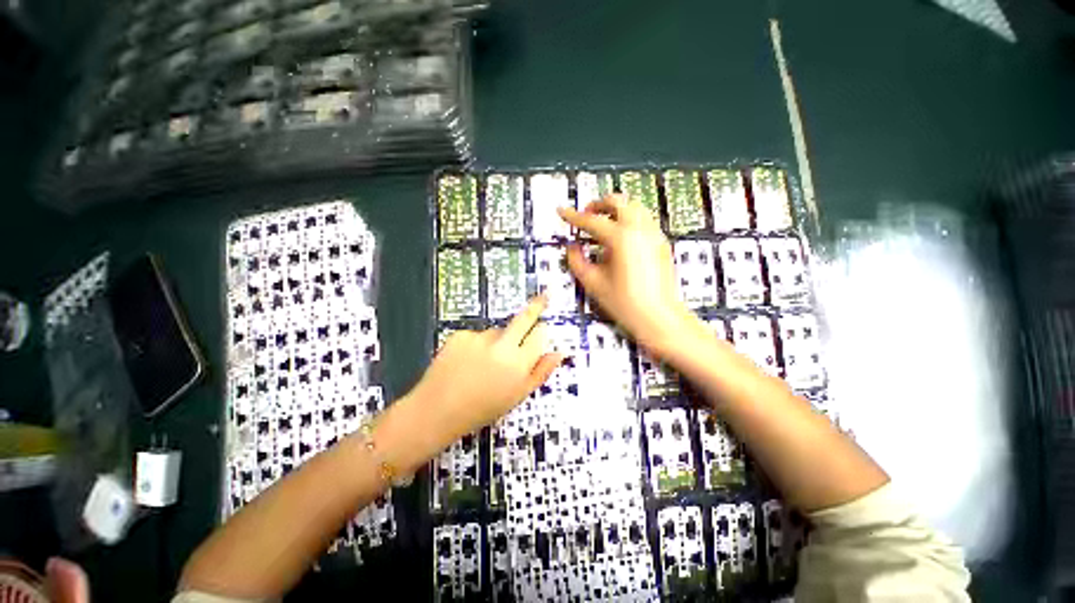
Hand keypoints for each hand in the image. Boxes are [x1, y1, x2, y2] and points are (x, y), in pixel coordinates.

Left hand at [411, 296, 561, 444]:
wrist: (436, 411)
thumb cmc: (482, 409)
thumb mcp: (517, 396)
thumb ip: (540, 372)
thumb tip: (558, 353)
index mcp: (518, 365)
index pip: (540, 334)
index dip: (542, 330)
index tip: (542, 326)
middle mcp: (501, 346)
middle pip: (524, 318)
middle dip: (536, 306)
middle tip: (544, 296)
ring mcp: (479, 338)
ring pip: (497, 331)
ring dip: (497, 341)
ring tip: (482, 363)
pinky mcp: (461, 334)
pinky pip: (477, 335)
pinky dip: (476, 344)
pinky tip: (466, 361)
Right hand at [559, 195, 693, 356]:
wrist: (658, 317)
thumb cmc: (626, 303)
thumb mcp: (593, 283)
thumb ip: (576, 261)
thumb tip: (572, 247)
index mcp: (621, 238)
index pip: (591, 220)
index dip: (573, 216)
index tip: (563, 211)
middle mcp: (640, 230)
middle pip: (618, 201)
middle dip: (598, 205)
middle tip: (586, 215)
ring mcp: (654, 235)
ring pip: (634, 207)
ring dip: (615, 210)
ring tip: (602, 225)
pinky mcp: (661, 243)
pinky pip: (643, 221)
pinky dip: (628, 221)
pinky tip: (620, 239)